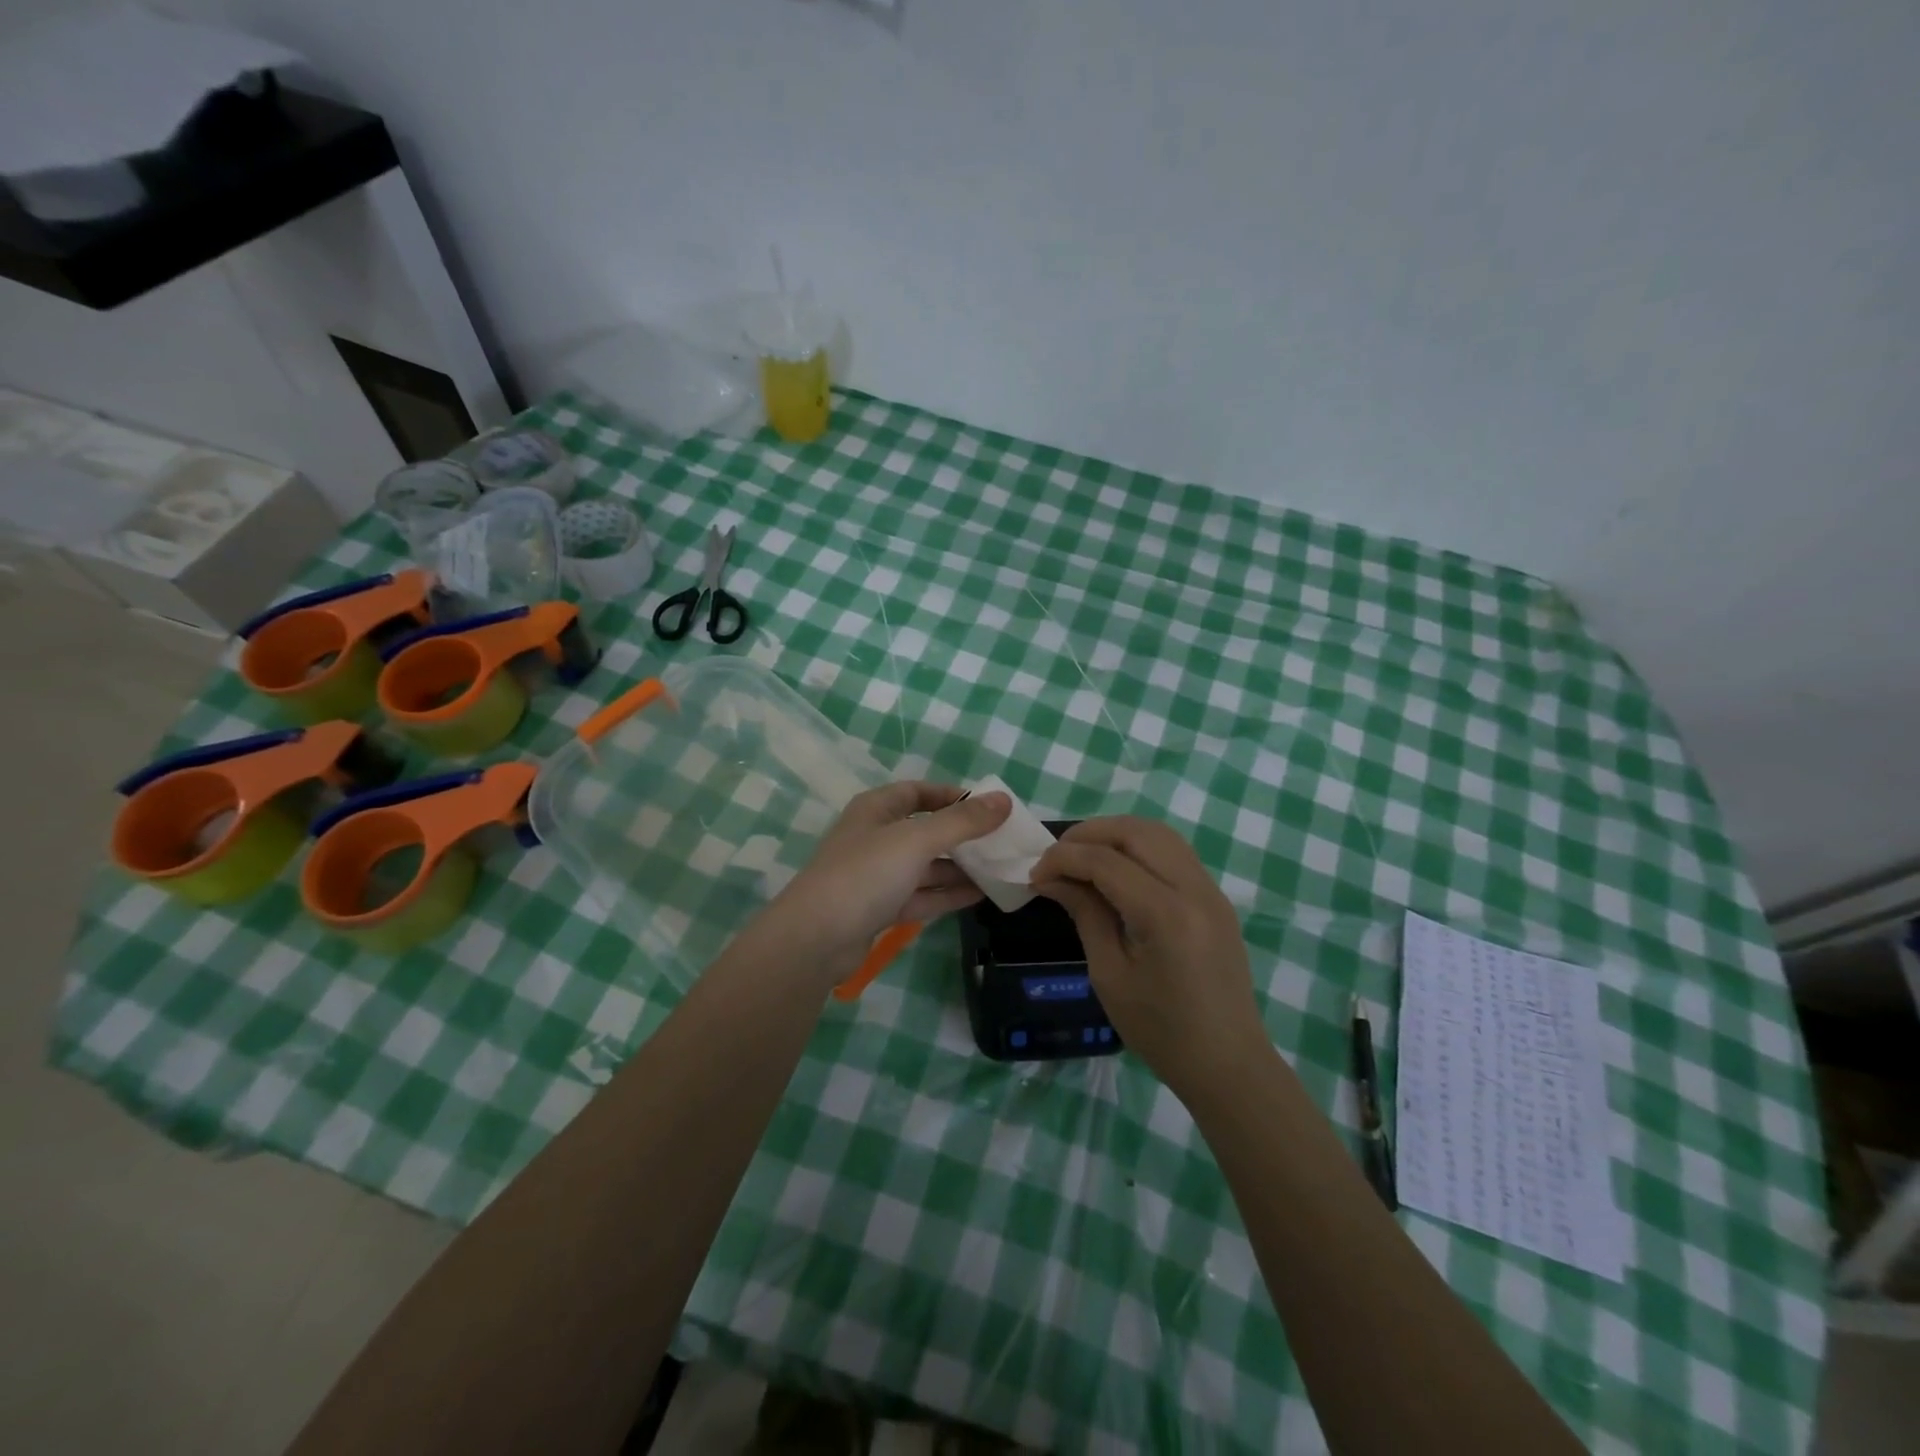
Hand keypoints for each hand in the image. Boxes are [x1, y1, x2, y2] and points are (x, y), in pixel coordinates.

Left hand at [757, 783, 1011, 983]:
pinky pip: (922, 895)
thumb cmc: (864, 874)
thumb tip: (1004, 799)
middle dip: (962, 836)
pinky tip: (981, 896)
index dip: (952, 796)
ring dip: (960, 868)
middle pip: (926, 830)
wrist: (815, 939)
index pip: (918, 792)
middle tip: (1003, 842)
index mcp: (876, 810)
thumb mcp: (916, 840)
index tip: (988, 806)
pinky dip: (948, 895)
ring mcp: (877, 876)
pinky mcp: (880, 909)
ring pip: (926, 866)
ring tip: (1001, 871)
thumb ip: (962, 822)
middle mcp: (876, 838)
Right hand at [1031, 817, 1265, 1100]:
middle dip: (1089, 834)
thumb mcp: (1110, 975)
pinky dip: (1139, 848)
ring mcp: (1211, 891)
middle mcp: (1194, 889)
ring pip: (1159, 834)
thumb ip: (1085, 915)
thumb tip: (1052, 878)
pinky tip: (1116, 870)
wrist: (1228, 1064)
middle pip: (1136, 832)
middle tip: (1056, 856)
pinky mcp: (1215, 898)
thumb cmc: (1161, 1031)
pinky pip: (1174, 852)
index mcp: (1166, 915)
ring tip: (1082, 856)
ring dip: (1115, 835)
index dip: (1064, 859)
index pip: (1106, 861)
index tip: (1034, 873)